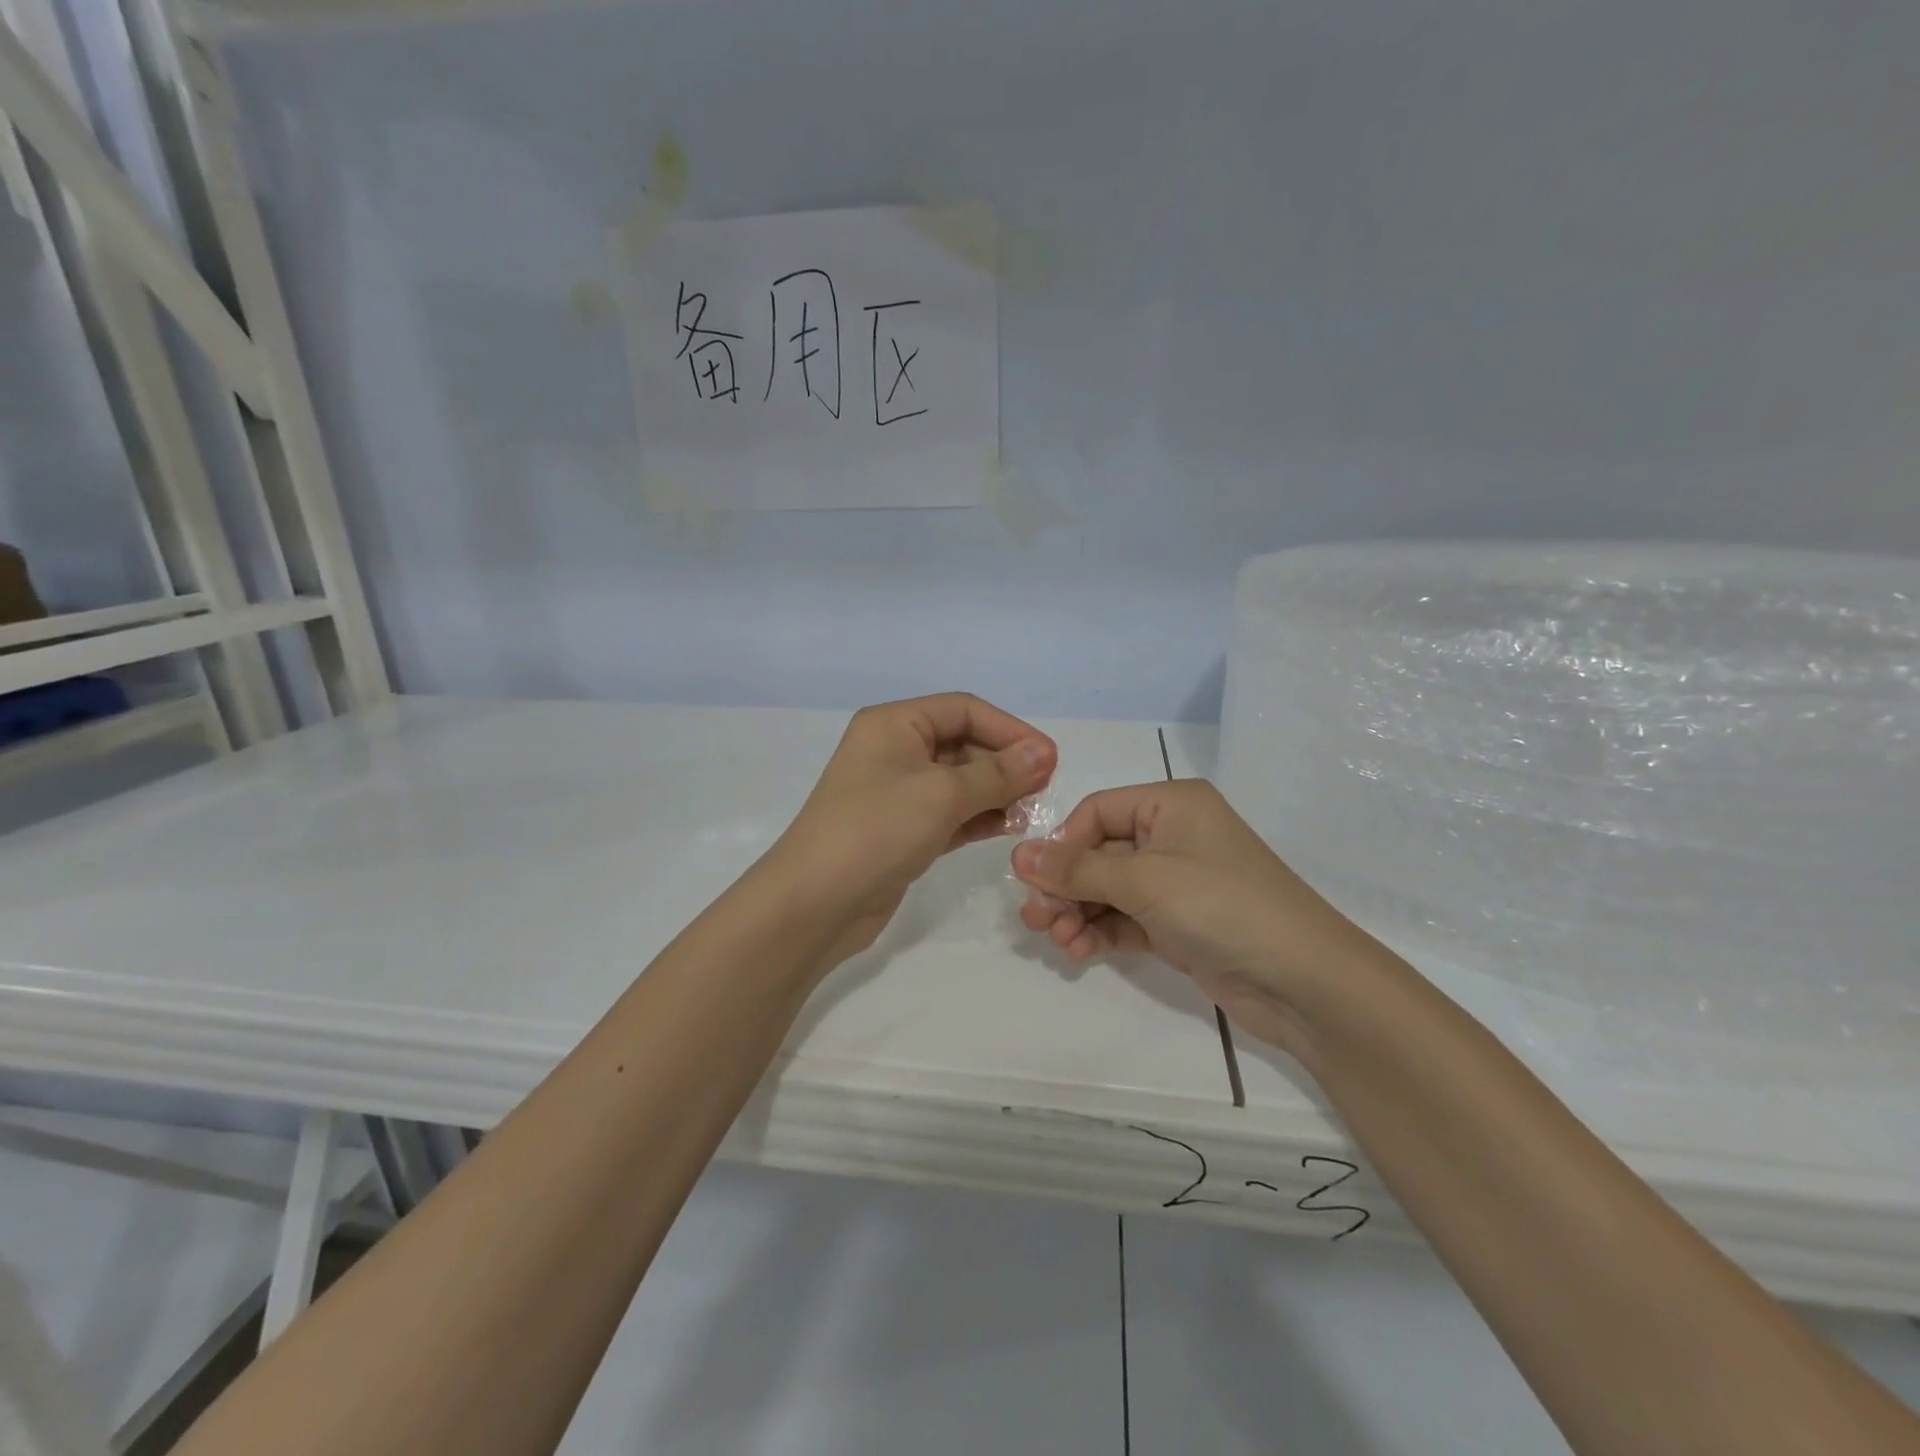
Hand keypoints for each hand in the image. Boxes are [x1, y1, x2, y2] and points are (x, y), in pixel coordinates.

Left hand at [775, 694, 1056, 965]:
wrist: (815, 904)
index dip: (1010, 729)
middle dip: (1005, 763)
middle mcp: (895, 750)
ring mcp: (898, 793)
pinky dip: (979, 816)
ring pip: (960, 781)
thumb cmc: (876, 831)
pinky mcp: (903, 830)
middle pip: (963, 743)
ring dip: (997, 791)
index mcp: (894, 724)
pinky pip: (950, 812)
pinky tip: (1008, 827)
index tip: (1049, 758)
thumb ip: (997, 773)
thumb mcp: (941, 794)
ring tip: (1031, 811)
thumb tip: (1043, 752)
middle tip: (1044, 789)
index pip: (964, 710)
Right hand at [1010, 780, 1378, 1055]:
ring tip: (1058, 940)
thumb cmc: (1222, 906)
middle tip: (1034, 920)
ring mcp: (1177, 883)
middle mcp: (1173, 836)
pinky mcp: (1179, 924)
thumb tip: (1017, 855)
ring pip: (1109, 889)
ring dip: (1079, 912)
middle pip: (1099, 853)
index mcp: (1171, 804)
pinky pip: (1126, 918)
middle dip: (1066, 886)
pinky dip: (1101, 931)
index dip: (1064, 844)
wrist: (1303, 982)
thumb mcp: (1144, 880)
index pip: (1097, 811)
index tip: (1037, 880)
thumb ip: (1077, 869)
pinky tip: (1080, 951)